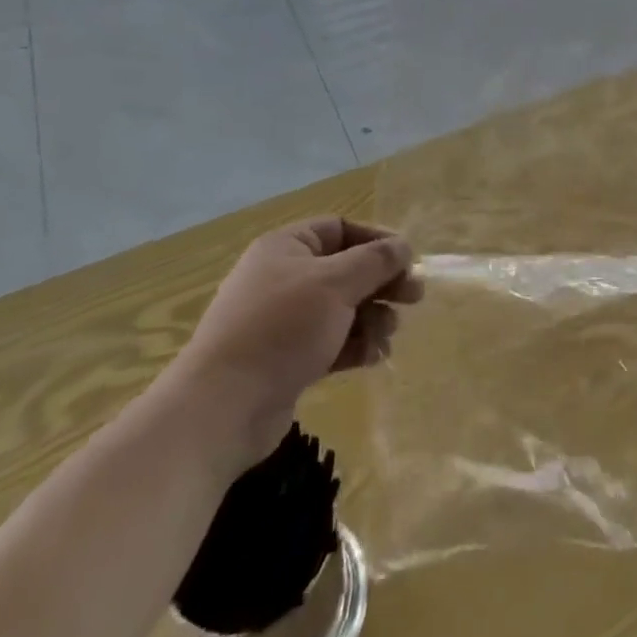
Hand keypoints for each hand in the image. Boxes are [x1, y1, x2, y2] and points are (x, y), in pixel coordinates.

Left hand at [174, 217, 422, 452]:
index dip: (376, 240)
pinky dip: (355, 345)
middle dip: (381, 283)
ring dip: (371, 318)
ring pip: (342, 308)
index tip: (407, 260)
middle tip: (414, 298)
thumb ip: (375, 261)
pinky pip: (331, 341)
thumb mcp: (335, 284)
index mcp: (287, 247)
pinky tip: (374, 357)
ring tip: (389, 335)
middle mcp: (284, 277)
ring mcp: (284, 321)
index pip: (340, 228)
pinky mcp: (287, 359)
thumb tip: (404, 246)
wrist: (222, 408)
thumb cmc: (282, 328)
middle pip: (345, 269)